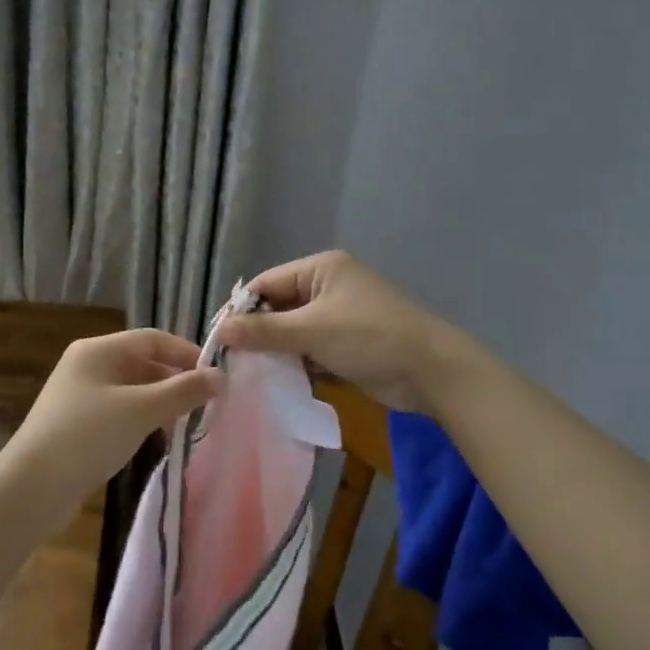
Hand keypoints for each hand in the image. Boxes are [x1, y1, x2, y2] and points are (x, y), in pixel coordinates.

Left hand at [0, 330, 221, 529]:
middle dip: (175, 380)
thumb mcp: (142, 410)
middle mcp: (88, 365)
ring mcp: (80, 395)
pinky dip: (142, 419)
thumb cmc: (89, 436)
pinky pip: (120, 411)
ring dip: (161, 402)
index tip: (215, 377)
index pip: (153, 338)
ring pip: (132, 389)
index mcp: (98, 350)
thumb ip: (183, 391)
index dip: (186, 353)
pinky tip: (157, 438)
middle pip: (142, 362)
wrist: (32, 487)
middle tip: (207, 403)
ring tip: (187, 422)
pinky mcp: (78, 424)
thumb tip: (220, 376)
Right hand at [217, 251, 469, 413]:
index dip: (241, 310)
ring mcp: (340, 315)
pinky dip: (297, 362)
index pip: (267, 283)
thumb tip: (221, 329)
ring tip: (249, 374)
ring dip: (277, 350)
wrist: (431, 370)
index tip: (219, 339)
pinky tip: (278, 381)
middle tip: (232, 361)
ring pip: (294, 330)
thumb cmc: (369, 337)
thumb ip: (265, 331)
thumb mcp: (312, 331)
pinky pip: (311, 348)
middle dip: (258, 333)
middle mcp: (328, 286)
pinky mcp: (348, 342)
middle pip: (280, 306)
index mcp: (320, 269)